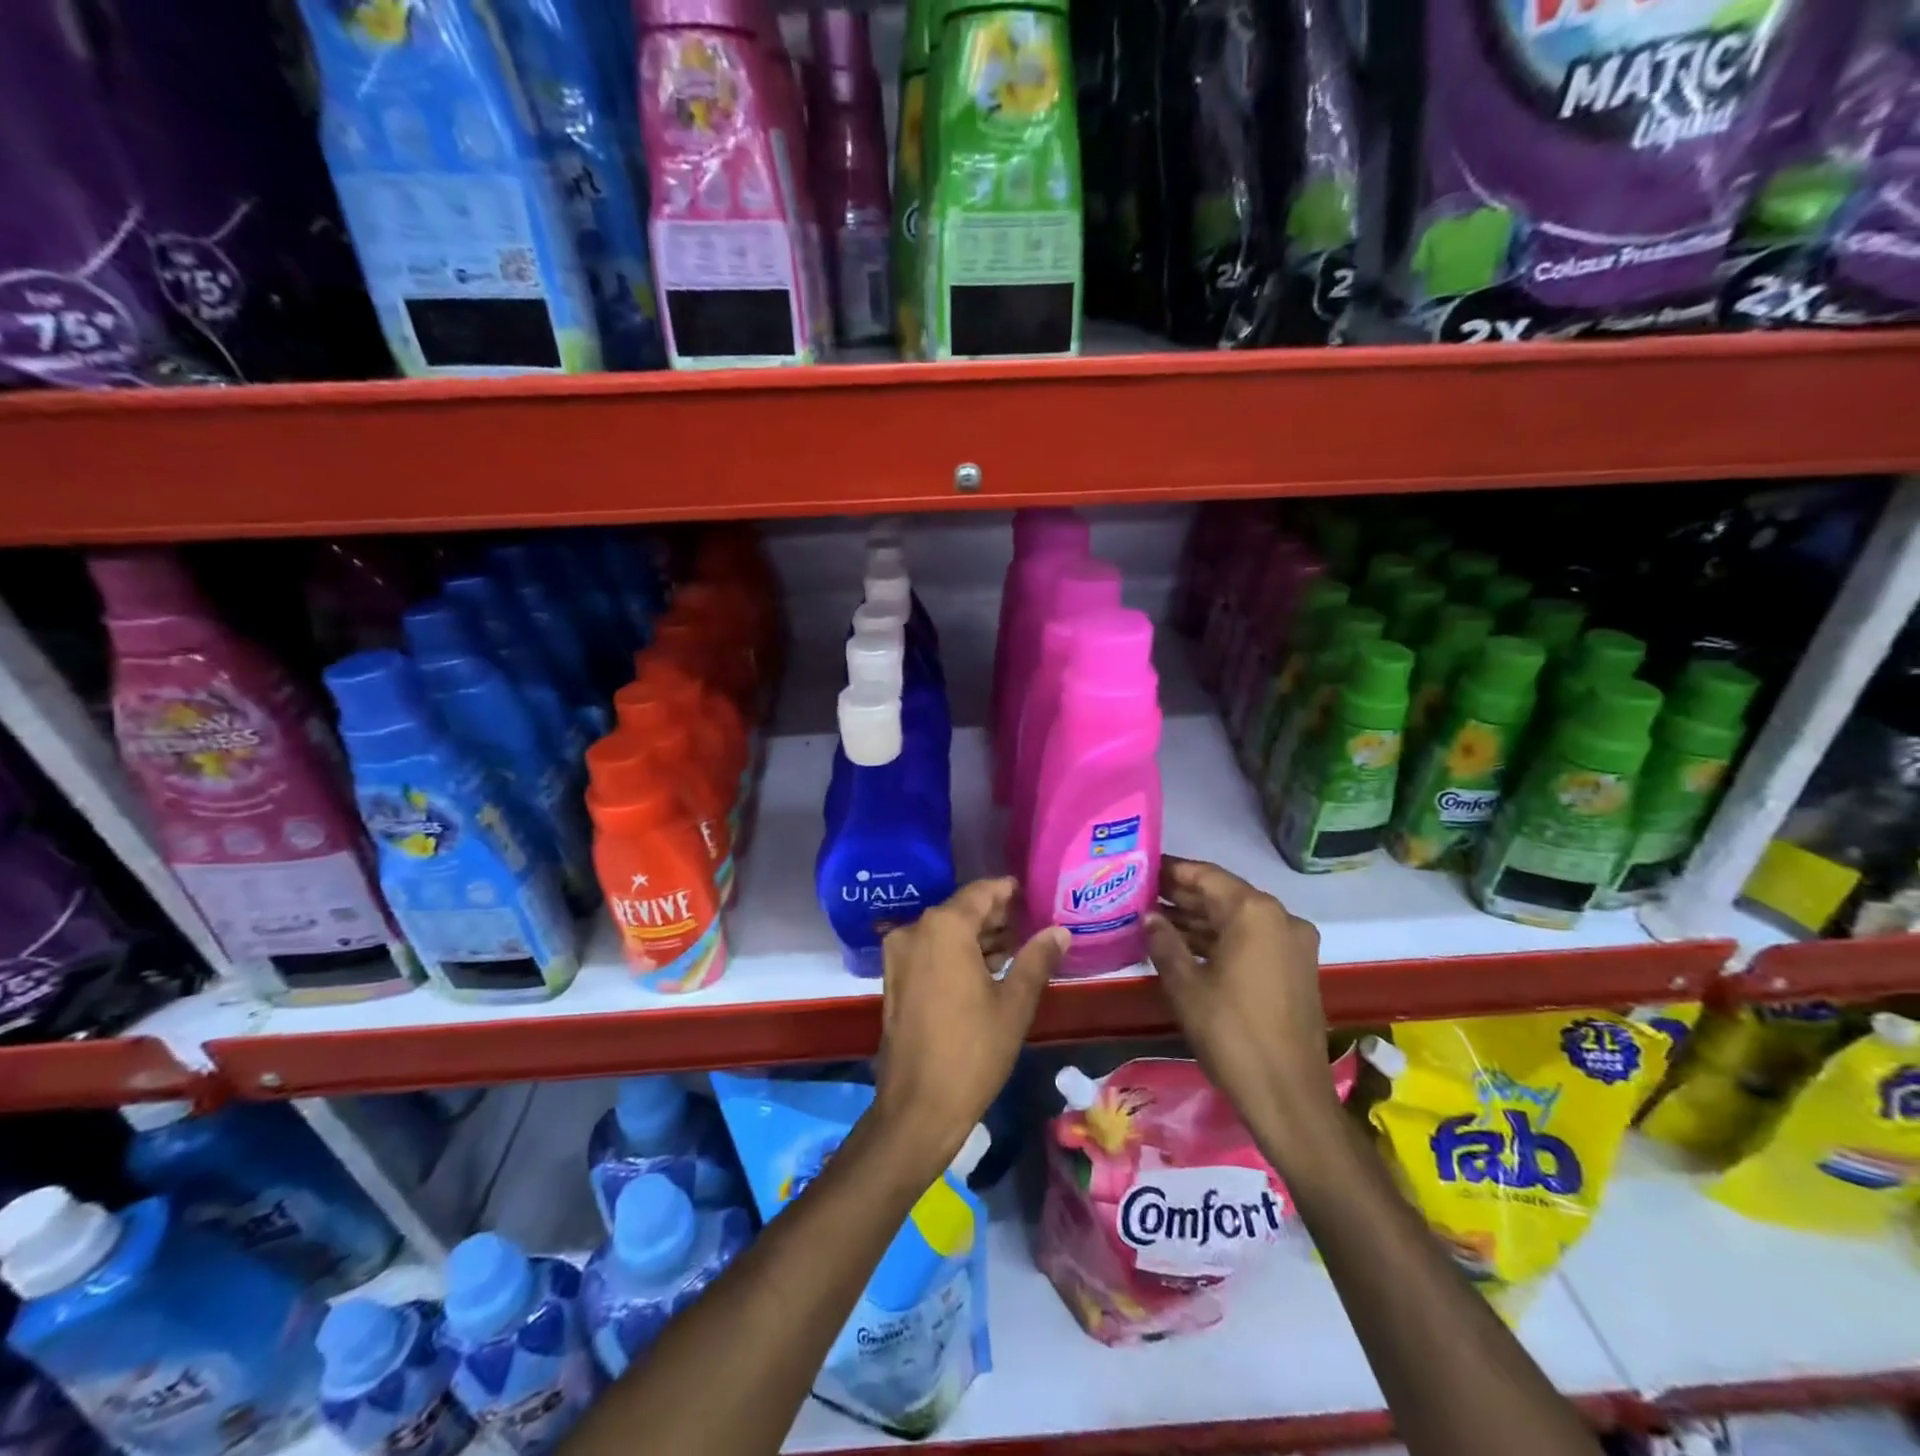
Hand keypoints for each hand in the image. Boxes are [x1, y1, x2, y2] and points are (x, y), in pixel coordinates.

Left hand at [873, 878, 1066, 1167]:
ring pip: (945, 931)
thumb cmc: (973, 1051)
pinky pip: (931, 951)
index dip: (1009, 891)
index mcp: (944, 927)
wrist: (918, 1106)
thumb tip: (1059, 931)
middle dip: (996, 915)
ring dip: (977, 936)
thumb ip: (1037, 959)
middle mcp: (916, 930)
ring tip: (1017, 946)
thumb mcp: (1014, 1003)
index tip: (1034, 895)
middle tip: (1032, 922)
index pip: (982, 892)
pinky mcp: (894, 979)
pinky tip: (987, 968)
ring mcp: (900, 955)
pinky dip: (957, 953)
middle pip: (962, 910)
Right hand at [1147, 856, 1335, 1126]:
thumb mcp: (1185, 985)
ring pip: (1237, 919)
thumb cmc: (1231, 1033)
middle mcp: (1280, 918)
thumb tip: (1149, 916)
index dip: (1171, 870)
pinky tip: (1185, 945)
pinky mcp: (1295, 968)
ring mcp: (1293, 944)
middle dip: (1183, 895)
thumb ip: (1164, 941)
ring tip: (1155, 918)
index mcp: (1255, 912)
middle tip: (1142, 894)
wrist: (1288, 1095)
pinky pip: (1252, 940)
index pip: (1206, 875)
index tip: (1141, 868)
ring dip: (1199, 919)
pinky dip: (1220, 939)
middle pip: (1223, 895)